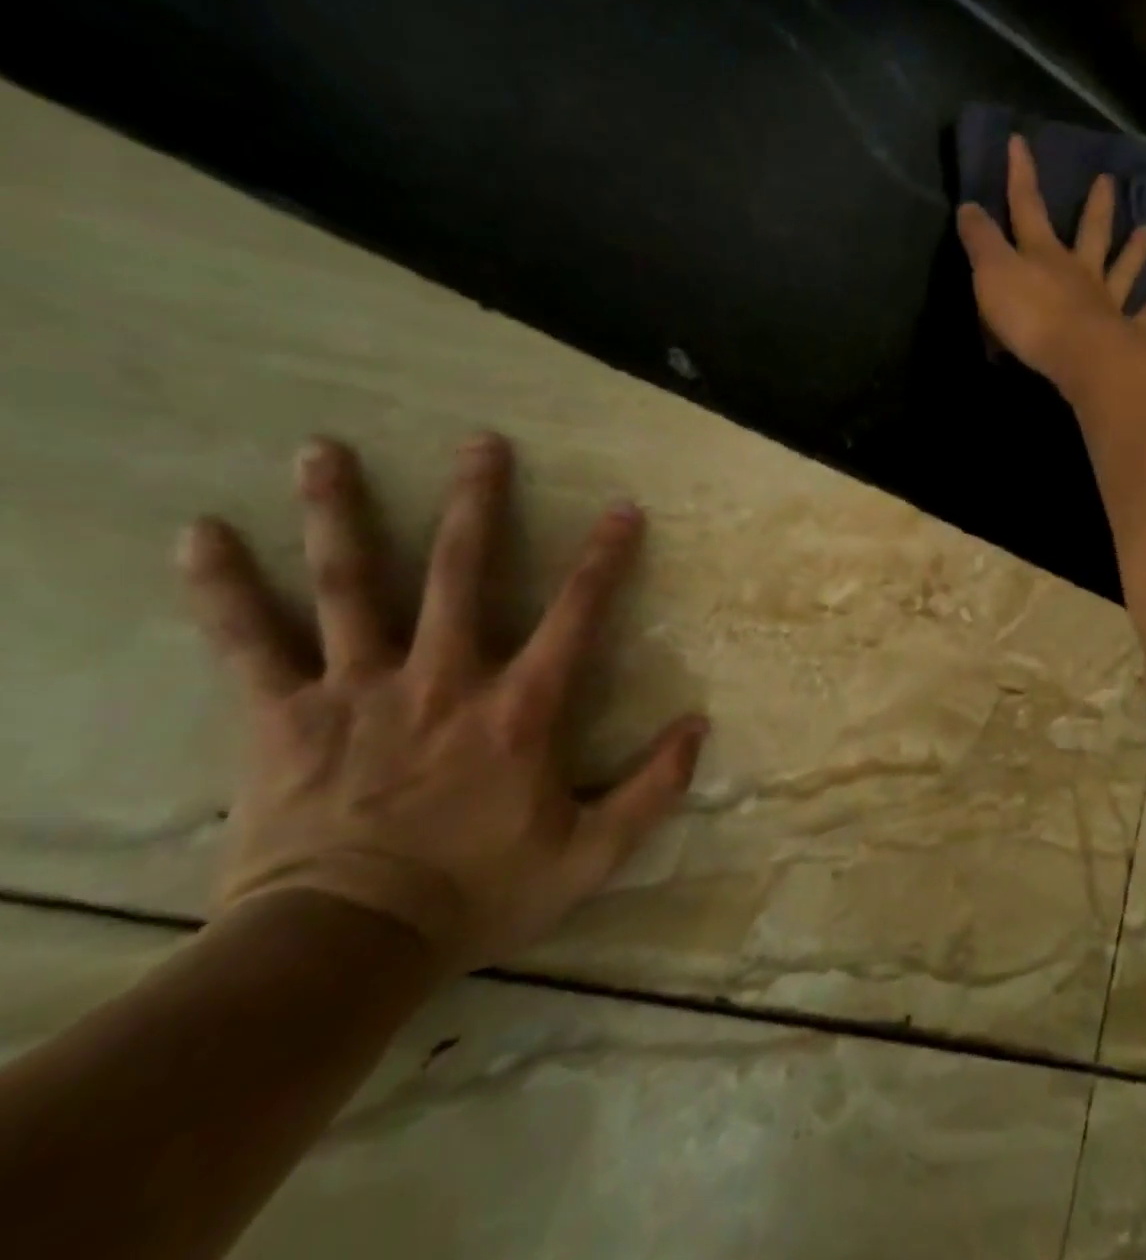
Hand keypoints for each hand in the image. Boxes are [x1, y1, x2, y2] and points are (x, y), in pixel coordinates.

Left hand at [176, 434, 707, 974]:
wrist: (344, 949)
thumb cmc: (478, 894)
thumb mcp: (589, 855)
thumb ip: (651, 789)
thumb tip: (699, 726)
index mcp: (518, 709)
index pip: (575, 614)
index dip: (604, 558)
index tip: (623, 508)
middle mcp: (443, 678)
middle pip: (461, 571)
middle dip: (476, 503)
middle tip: (481, 442)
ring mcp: (360, 689)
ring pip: (351, 585)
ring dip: (340, 514)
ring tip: (322, 450)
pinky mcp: (286, 715)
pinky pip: (249, 642)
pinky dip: (223, 588)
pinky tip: (200, 535)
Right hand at [956, 133, 1145, 384]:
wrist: (1078, 355)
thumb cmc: (1031, 314)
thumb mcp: (992, 273)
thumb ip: (981, 241)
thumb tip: (968, 205)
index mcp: (1044, 254)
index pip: (1028, 207)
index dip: (1021, 175)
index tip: (1020, 142)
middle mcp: (1079, 271)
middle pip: (1090, 232)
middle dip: (1096, 206)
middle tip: (1109, 180)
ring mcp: (1106, 301)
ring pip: (1122, 270)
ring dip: (1134, 251)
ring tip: (1145, 232)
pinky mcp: (1122, 333)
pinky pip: (1137, 318)